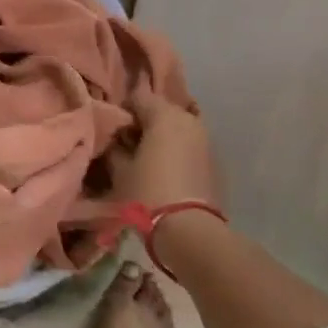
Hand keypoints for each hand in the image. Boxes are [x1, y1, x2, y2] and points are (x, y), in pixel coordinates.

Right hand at [108, 84, 223, 209]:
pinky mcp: (215, 161)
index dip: (123, 110)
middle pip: (161, 110)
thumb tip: (116, 140)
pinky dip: (177, 152)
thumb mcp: (120, 170)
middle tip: (127, 144)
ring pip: (177, 129)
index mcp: (164, 115)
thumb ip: (115, 147)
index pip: (138, 96)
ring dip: (162, 138)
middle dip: (144, 123)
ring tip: (146, 159)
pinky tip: (165, 172)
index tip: (113, 129)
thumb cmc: (148, 193)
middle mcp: (188, 120)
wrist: (190, 231)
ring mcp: (206, 140)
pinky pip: (189, 146)